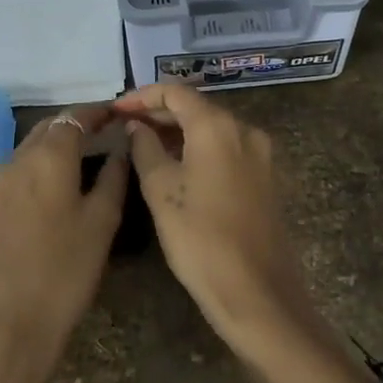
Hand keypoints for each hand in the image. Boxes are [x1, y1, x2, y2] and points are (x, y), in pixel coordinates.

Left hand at [0, 106, 126, 382]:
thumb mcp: (102, 223)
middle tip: (105, 134)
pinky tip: (57, 190)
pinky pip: (18, 175)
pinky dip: (40, 170)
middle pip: (49, 130)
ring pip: (30, 151)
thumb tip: (120, 147)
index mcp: (48, 158)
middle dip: (76, 126)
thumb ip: (113, 176)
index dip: (98, 112)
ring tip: (85, 161)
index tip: (119, 114)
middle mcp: (16, 161)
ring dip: (56, 148)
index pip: (75, 117)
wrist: (7, 327)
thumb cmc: (65, 272)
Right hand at [112, 84, 321, 364]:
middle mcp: (245, 130)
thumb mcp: (161, 190)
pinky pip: (227, 149)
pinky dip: (200, 149)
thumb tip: (136, 127)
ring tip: (144, 146)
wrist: (256, 290)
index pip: (176, 92)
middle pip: (197, 108)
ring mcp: (260, 154)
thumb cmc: (200, 238)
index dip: (143, 96)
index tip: (116, 110)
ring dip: (179, 132)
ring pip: (213, 129)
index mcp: (218, 126)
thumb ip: (144, 149)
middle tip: (125, 127)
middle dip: (160, 114)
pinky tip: (177, 166)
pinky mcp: (266, 177)